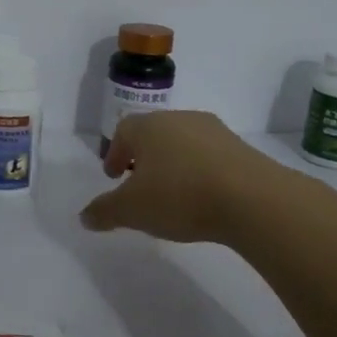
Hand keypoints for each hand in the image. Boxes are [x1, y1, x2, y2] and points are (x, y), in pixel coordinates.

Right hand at [80, 110, 286, 243]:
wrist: (251, 198)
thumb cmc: (180, 196)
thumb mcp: (132, 210)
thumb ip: (105, 211)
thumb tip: (84, 216)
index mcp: (148, 127)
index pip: (124, 131)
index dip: (115, 153)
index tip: (114, 176)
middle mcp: (179, 119)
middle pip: (154, 133)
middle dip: (143, 157)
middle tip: (139, 182)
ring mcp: (213, 131)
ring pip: (183, 143)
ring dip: (173, 163)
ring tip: (172, 192)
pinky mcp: (240, 148)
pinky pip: (209, 156)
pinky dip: (199, 171)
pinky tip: (202, 196)